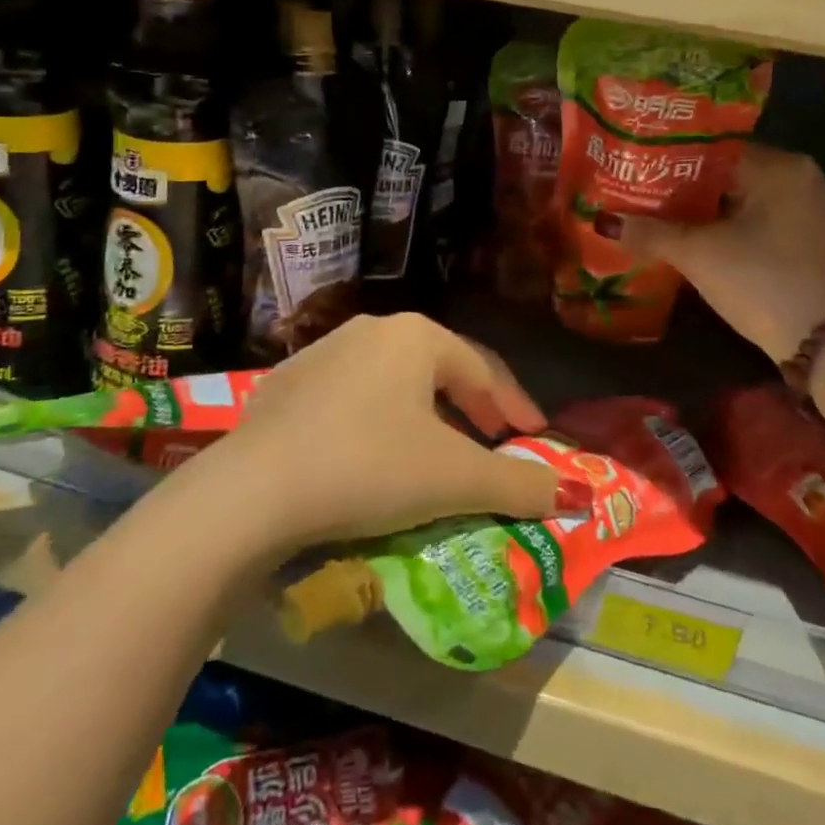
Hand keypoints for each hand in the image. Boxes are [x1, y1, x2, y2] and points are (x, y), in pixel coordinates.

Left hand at [197, 314, 578, 553]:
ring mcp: (322, 353)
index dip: (514, 406)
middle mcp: (371, 330)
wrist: (253, 489)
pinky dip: (376, 423)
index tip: (535, 438)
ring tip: (435, 453)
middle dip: (471, 408)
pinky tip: (371, 457)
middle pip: (439, 369)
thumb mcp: (454, 479)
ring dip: (424, 415)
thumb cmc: (370, 467)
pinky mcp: (286, 385)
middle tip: (492, 443)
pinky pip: (350, 399)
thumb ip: (518, 484)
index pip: (483, 368)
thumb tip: (571, 493)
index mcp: (416, 336)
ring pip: (393, 382)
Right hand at [604, 146, 824, 363]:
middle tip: (640, 192)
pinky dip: (727, 225)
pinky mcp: (809, 239)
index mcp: (780, 165)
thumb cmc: (760, 281)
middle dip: (684, 187)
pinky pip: (758, 218)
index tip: (637, 168)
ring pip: (742, 198)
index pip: (714, 148)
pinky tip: (693, 237)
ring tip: (656, 214)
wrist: (824, 344)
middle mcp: (801, 177)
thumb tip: (604, 221)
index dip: (671, 159)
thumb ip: (650, 232)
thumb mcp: (698, 254)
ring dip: (704, 209)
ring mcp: (809, 209)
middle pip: (728, 173)